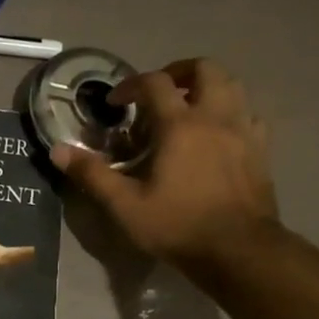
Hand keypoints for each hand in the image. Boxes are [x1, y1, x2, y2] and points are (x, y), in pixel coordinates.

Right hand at [51, 59, 278, 281]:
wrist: (238, 249)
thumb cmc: (177, 225)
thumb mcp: (125, 205)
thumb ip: (93, 174)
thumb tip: (58, 150)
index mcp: (180, 125)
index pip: (154, 83)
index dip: (131, 84)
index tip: (116, 102)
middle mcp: (215, 117)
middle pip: (205, 69)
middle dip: (178, 72)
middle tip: (159, 92)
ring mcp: (244, 131)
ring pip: (232, 86)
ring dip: (208, 88)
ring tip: (188, 109)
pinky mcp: (261, 150)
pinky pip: (248, 115)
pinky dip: (231, 113)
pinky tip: (218, 135)